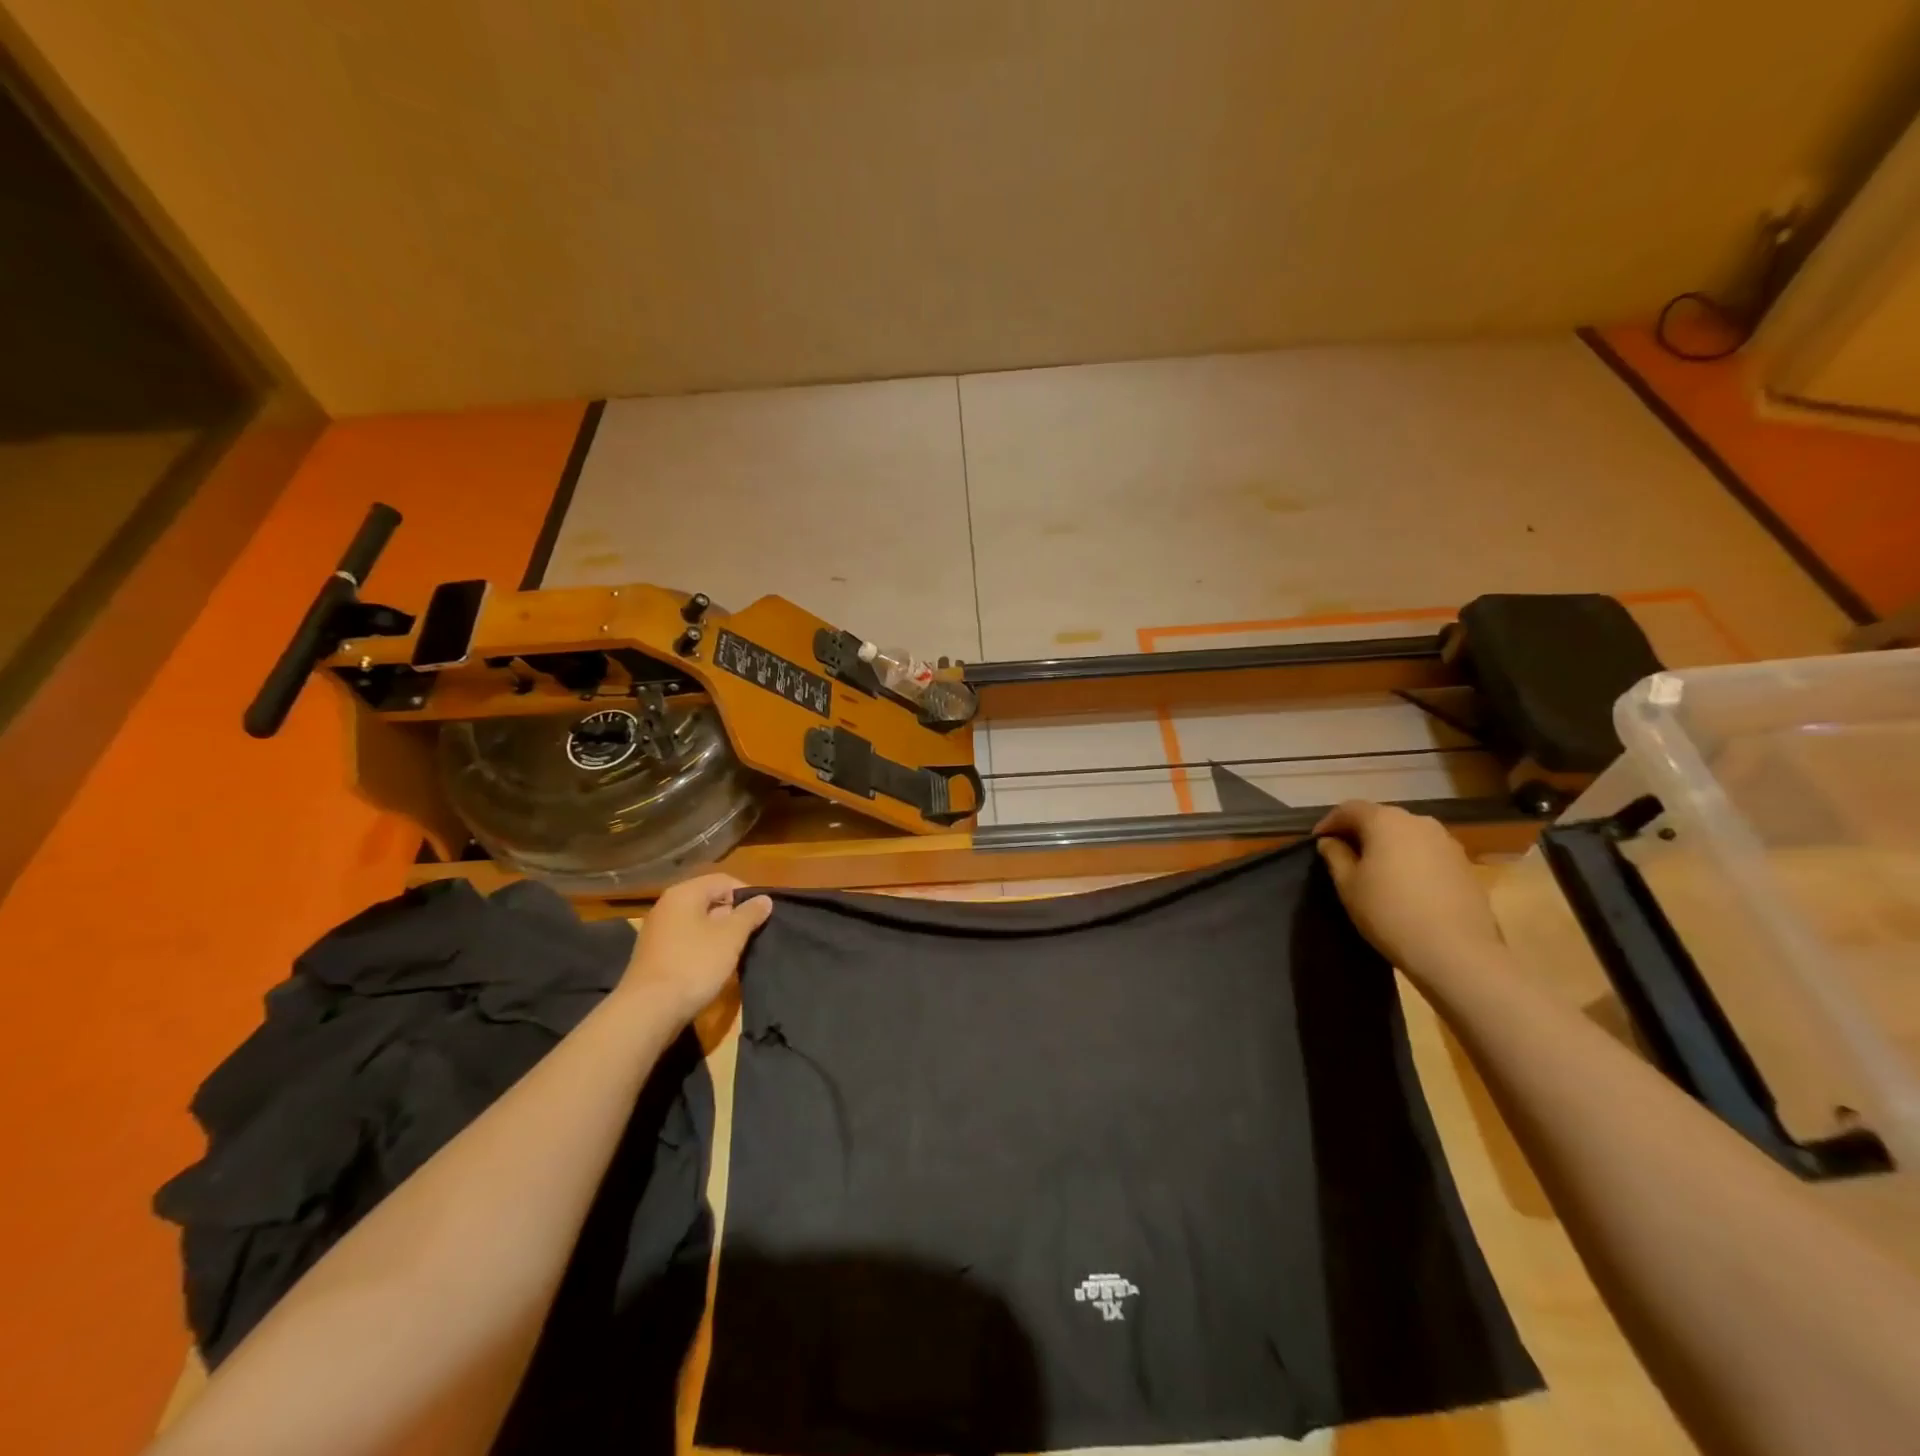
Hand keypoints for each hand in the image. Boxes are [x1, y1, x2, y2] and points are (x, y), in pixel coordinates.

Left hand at [621, 874, 771, 1022]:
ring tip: (737, 953)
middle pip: (709, 900)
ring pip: (698, 923)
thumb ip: (749, 914)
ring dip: (720, 935)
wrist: (648, 1011)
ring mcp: (657, 932)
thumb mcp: (730, 937)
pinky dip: (703, 949)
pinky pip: (686, 942)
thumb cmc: (694, 964)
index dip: (747, 894)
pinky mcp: (654, 956)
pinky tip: (714, 967)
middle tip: (752, 935)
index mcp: (684, 894)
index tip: (763, 915)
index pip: (723, 881)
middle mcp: (667, 906)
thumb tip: (763, 899)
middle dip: (734, 916)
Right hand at [1313, 801, 1503, 979]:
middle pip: (1381, 818)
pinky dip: (1410, 859)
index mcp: (1385, 821)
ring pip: (1406, 834)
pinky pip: (1427, 852)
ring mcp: (1447, 842)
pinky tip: (1405, 884)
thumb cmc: (1389, 912)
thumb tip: (1331, 841)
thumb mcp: (1348, 885)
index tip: (1318, 842)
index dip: (1329, 822)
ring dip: (1387, 845)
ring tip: (1375, 870)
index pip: (1349, 809)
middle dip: (1360, 832)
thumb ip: (1335, 855)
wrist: (1456, 951)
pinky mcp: (1464, 864)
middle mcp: (1418, 821)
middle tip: (1344, 854)